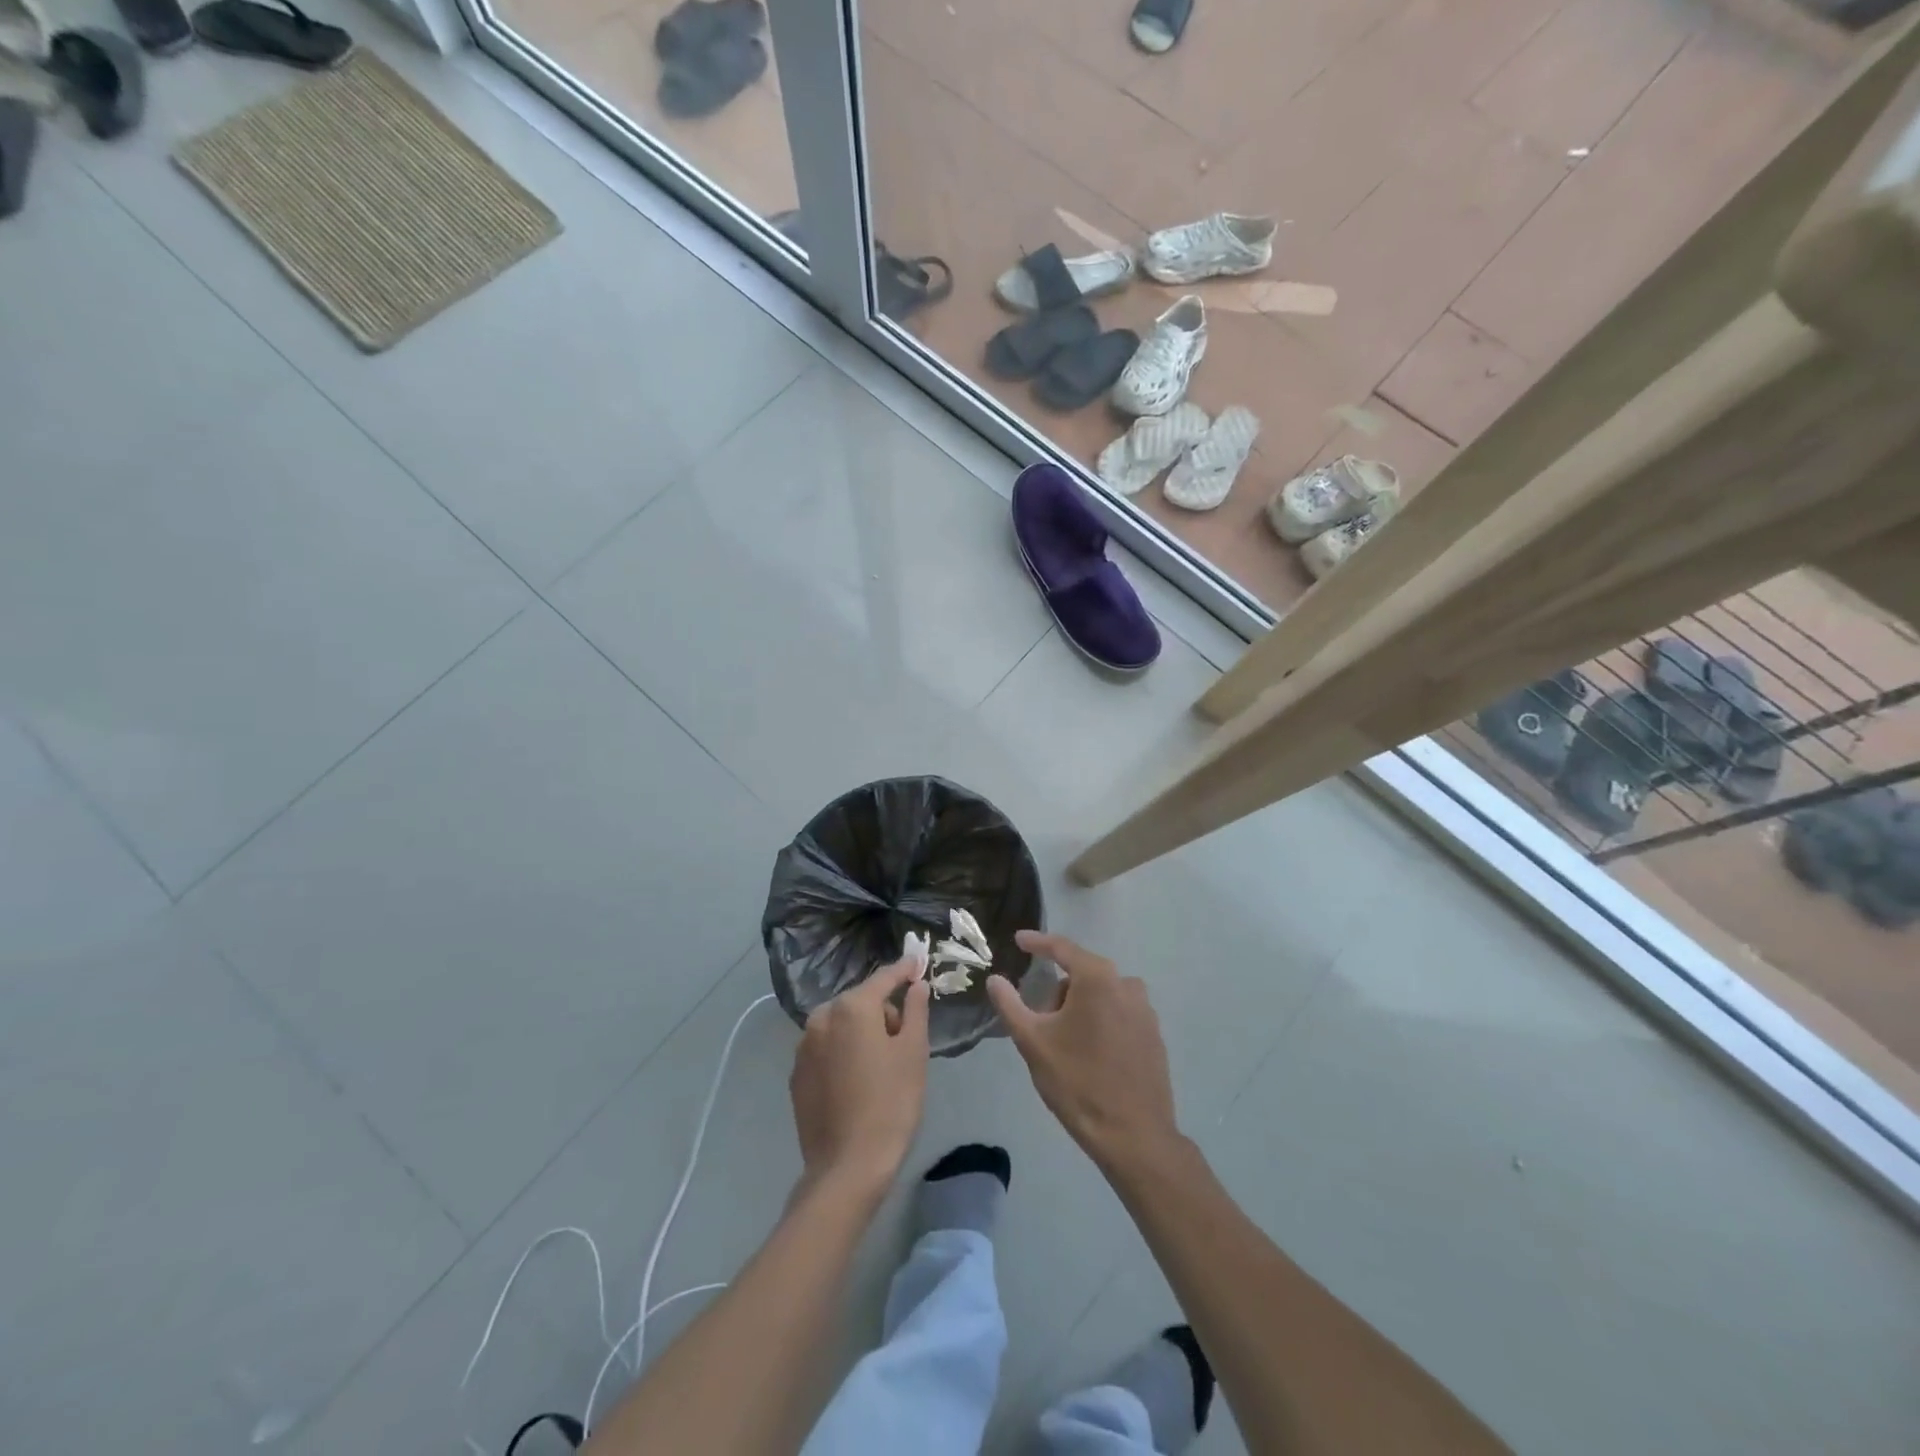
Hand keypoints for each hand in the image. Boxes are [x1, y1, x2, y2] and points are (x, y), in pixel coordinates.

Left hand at [790, 956, 932, 1195]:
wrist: (847, 1167)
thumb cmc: (891, 1104)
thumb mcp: (913, 1053)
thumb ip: (915, 1010)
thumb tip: (916, 984)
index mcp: (852, 1008)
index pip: (884, 978)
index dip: (904, 970)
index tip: (917, 962)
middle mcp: (821, 1018)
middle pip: (860, 1001)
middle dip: (882, 1011)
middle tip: (903, 1042)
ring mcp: (804, 1046)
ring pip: (841, 1024)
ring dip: (861, 1032)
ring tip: (880, 1066)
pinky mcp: (797, 1073)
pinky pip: (826, 1048)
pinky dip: (842, 1052)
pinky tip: (856, 1081)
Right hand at [986, 931, 1179, 1170]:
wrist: (1133, 1136)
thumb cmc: (1078, 1082)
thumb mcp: (1033, 1042)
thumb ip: (1010, 1004)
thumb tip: (995, 980)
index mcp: (1097, 978)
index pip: (1062, 948)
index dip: (1037, 942)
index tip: (1018, 939)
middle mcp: (1126, 984)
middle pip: (1082, 973)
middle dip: (1058, 990)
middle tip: (1039, 1020)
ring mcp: (1145, 1010)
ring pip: (1101, 995)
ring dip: (1080, 1007)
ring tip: (1064, 1043)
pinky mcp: (1154, 1034)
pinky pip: (1119, 1013)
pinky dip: (1101, 1021)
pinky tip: (1090, 1054)